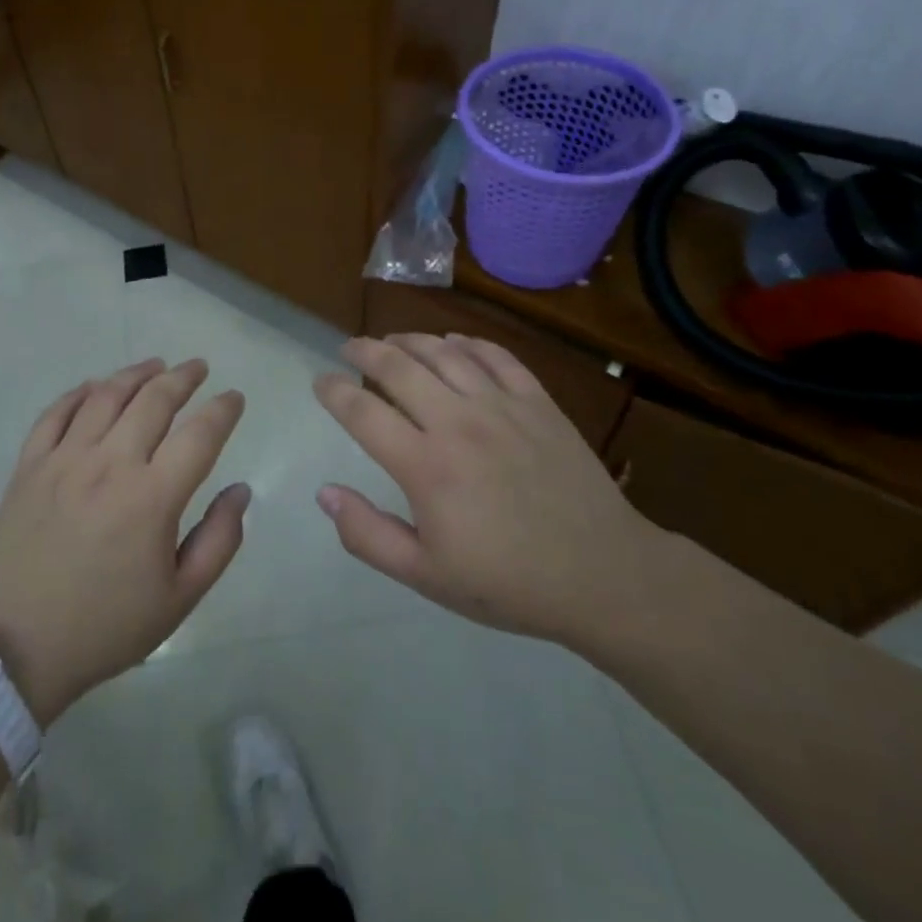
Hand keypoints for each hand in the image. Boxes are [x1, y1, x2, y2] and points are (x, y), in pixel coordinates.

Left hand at [0, 358, 248, 724]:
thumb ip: (219, 540)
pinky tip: (96, 386)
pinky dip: (80, 392)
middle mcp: (110, 465)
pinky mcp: (29, 466)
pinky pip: (56, 413)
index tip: (234, 397)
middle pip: (154, 400)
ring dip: (136, 373)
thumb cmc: (108, 625)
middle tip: (198, 368)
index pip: (200, 434)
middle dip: (183, 377)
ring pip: (106, 396)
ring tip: (155, 366)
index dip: (223, 409)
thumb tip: (240, 489)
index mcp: (152, 497)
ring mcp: (64, 460)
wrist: (18, 648)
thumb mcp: (180, 598)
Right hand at [313, 334, 662, 648]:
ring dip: (410, 339)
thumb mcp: (426, 576)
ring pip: (444, 353)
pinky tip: (454, 342)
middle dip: (365, 350)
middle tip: (349, 347)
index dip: (334, 392)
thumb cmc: (507, 582)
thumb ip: (368, 534)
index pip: (363, 412)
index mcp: (425, 466)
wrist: (602, 574)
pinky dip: (469, 343)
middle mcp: (457, 422)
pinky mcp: (537, 402)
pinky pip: (496, 356)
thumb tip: (325, 493)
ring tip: (392, 340)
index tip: (320, 381)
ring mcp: (501, 406)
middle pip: (398, 367)